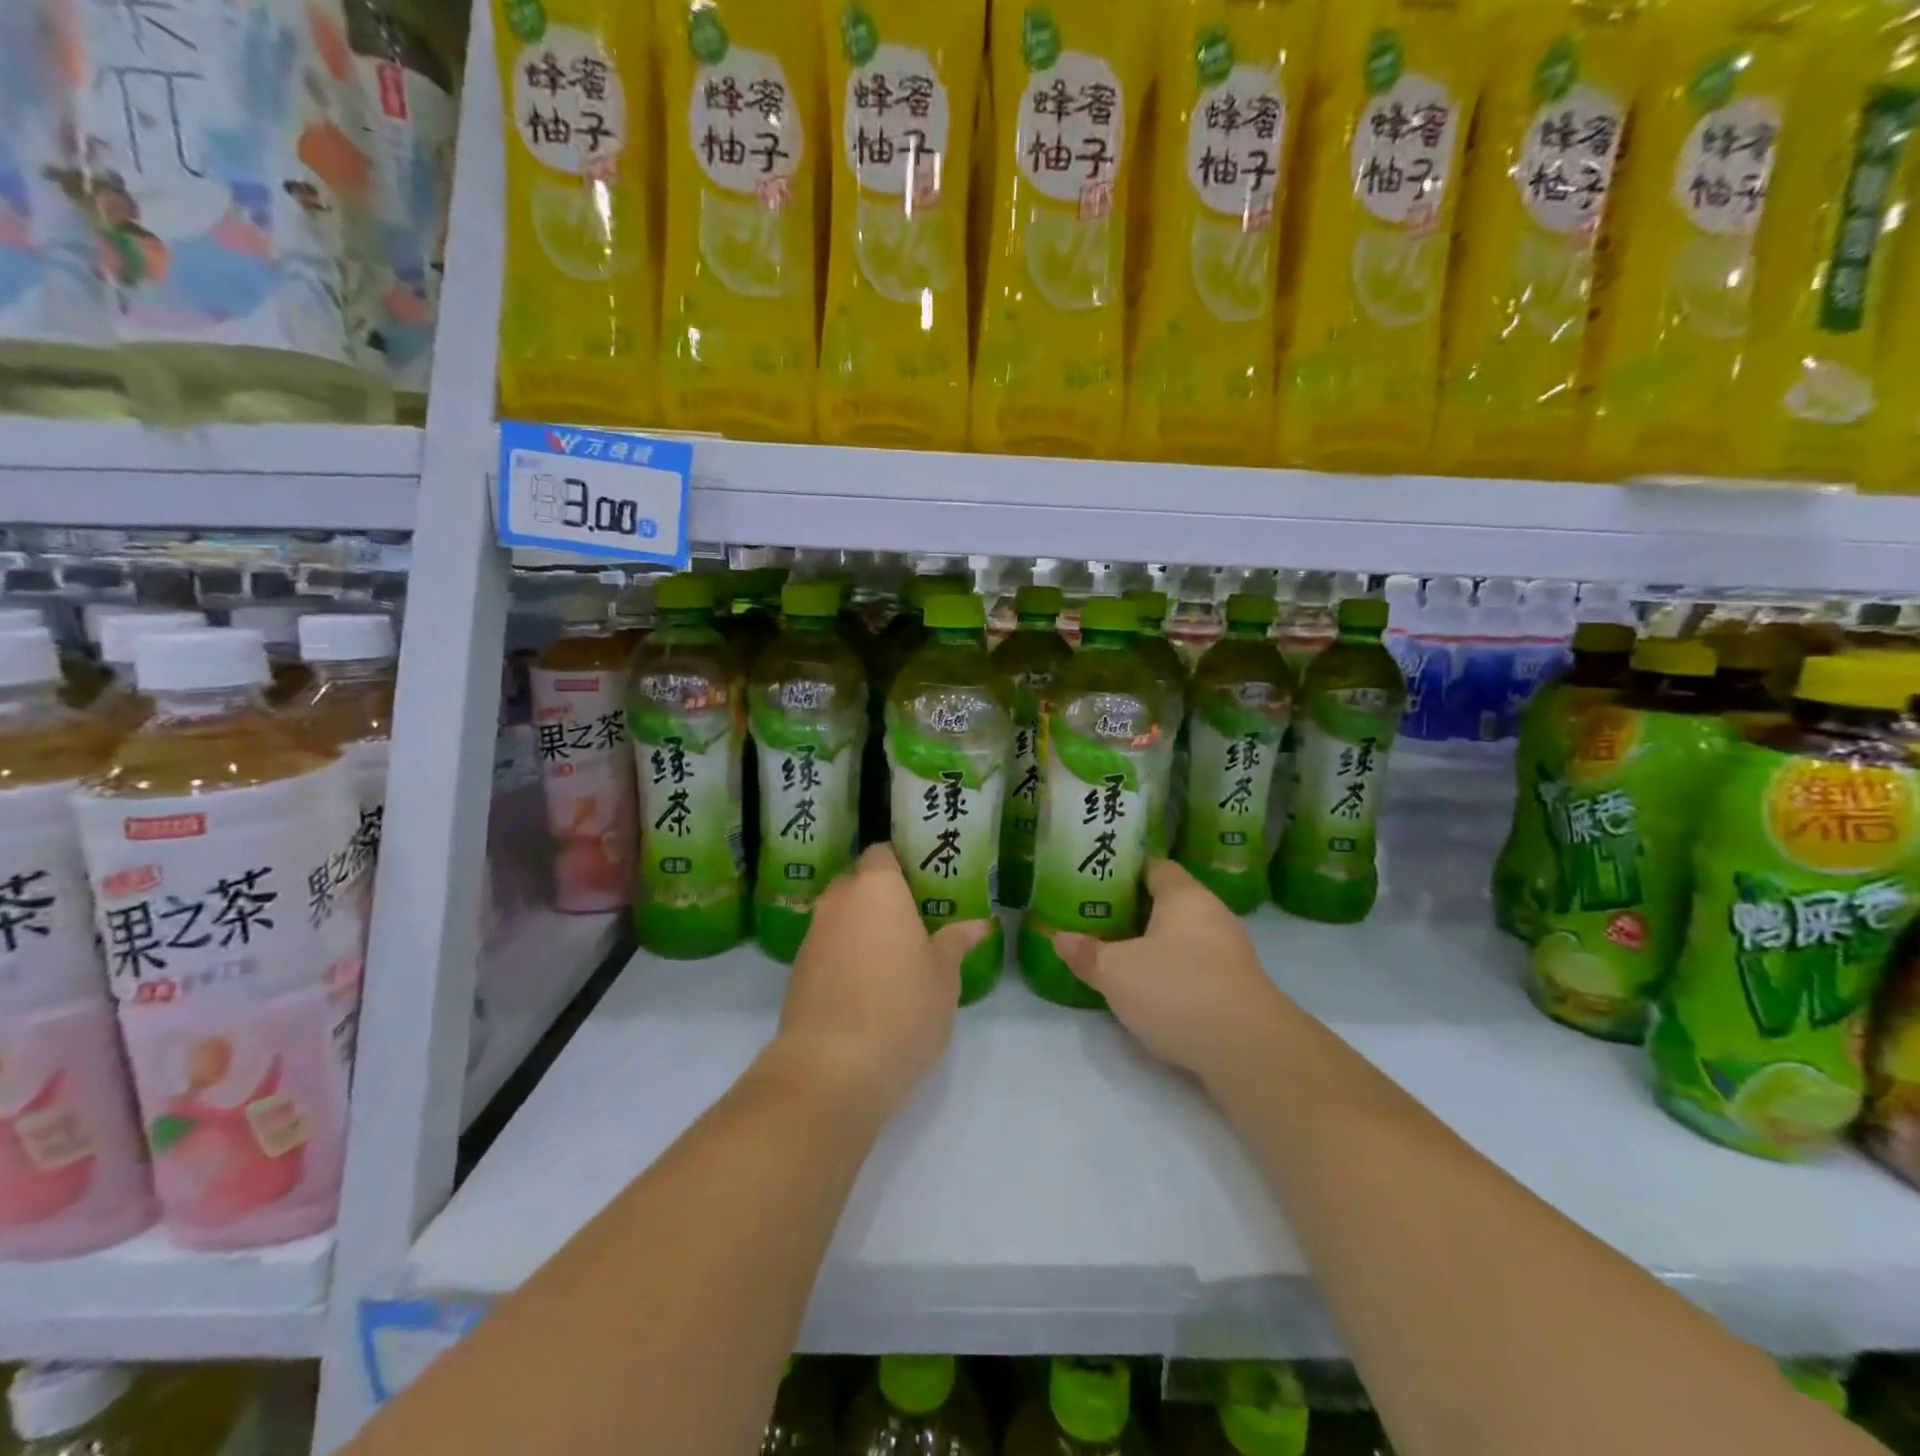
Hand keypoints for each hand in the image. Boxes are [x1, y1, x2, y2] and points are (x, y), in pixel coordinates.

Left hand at [773, 846, 988, 1120]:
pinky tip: (866, 988)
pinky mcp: (796, 972)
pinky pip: (826, 949)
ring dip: (861, 929)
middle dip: (880, 897)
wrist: (831, 1070)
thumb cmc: (902, 1010)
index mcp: (877, 889)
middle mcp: (838, 902)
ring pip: (840, 917)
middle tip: (914, 922)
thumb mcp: (943, 978)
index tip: (923, 883)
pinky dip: (844, 957)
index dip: (900, 863)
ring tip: (893, 958)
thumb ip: (955, 943)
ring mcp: (812, 937)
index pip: (881, 853)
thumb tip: (978, 925)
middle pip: (857, 883)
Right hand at [1054, 860, 1293, 1083]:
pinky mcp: (1236, 988)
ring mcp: (1230, 953)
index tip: (1095, 879)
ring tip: (1116, 953)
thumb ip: (1087, 953)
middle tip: (1097, 918)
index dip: (1125, 870)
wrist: (1248, 1051)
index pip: (1155, 867)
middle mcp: (1212, 915)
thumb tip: (1058, 937)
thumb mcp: (1117, 972)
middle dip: (1134, 910)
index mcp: (1185, 896)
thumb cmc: (1177, 990)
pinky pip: (1195, 966)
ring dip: (1153, 944)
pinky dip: (1172, 972)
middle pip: (1168, 902)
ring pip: (1182, 937)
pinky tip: (1149, 989)